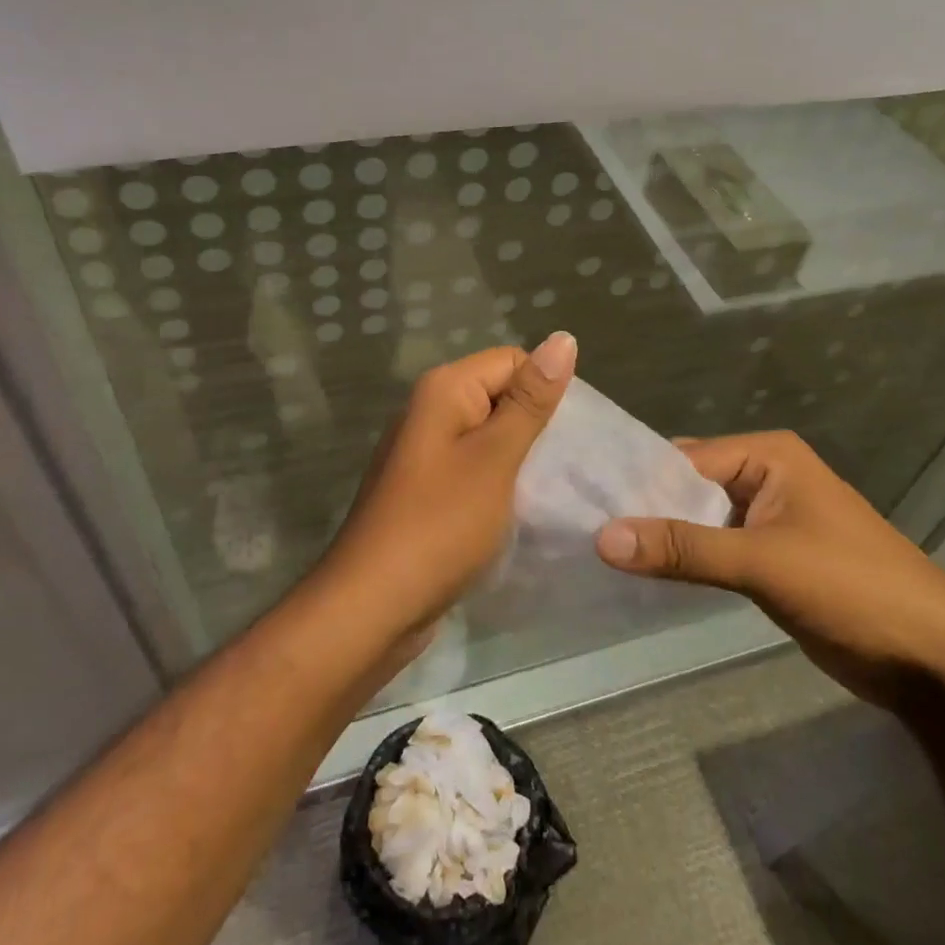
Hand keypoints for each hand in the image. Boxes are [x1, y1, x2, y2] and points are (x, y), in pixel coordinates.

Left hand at [317, 334, 576, 647]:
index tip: (571, 436)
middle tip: (571, 465)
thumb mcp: (495, 458)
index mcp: (444, 389)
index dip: (546, 391)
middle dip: (537, 425)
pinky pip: (475, 467)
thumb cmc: (440, 525)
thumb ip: (530, 400)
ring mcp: (426, 452)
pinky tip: (522, 509)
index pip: (513, 360)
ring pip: (490, 435)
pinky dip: (501, 482)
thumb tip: (563, 338)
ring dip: (522, 457)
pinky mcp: (428, 489)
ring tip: (554, 488)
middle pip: (501, 395)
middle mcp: (431, 410)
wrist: (373, 606)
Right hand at [593, 430, 944, 713]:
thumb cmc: (853, 587)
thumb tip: (602, 537)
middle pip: (688, 486)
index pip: (683, 458)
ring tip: (599, 551)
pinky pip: (714, 548)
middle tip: (582, 528)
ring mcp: (768, 519)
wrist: (935, 661)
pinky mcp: (770, 558)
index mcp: (767, 455)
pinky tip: (643, 574)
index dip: (635, 482)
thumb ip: (683, 548)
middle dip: (645, 510)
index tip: (581, 502)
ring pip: (698, 519)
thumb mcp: (763, 562)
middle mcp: (764, 476)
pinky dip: (685, 560)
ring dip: (662, 537)